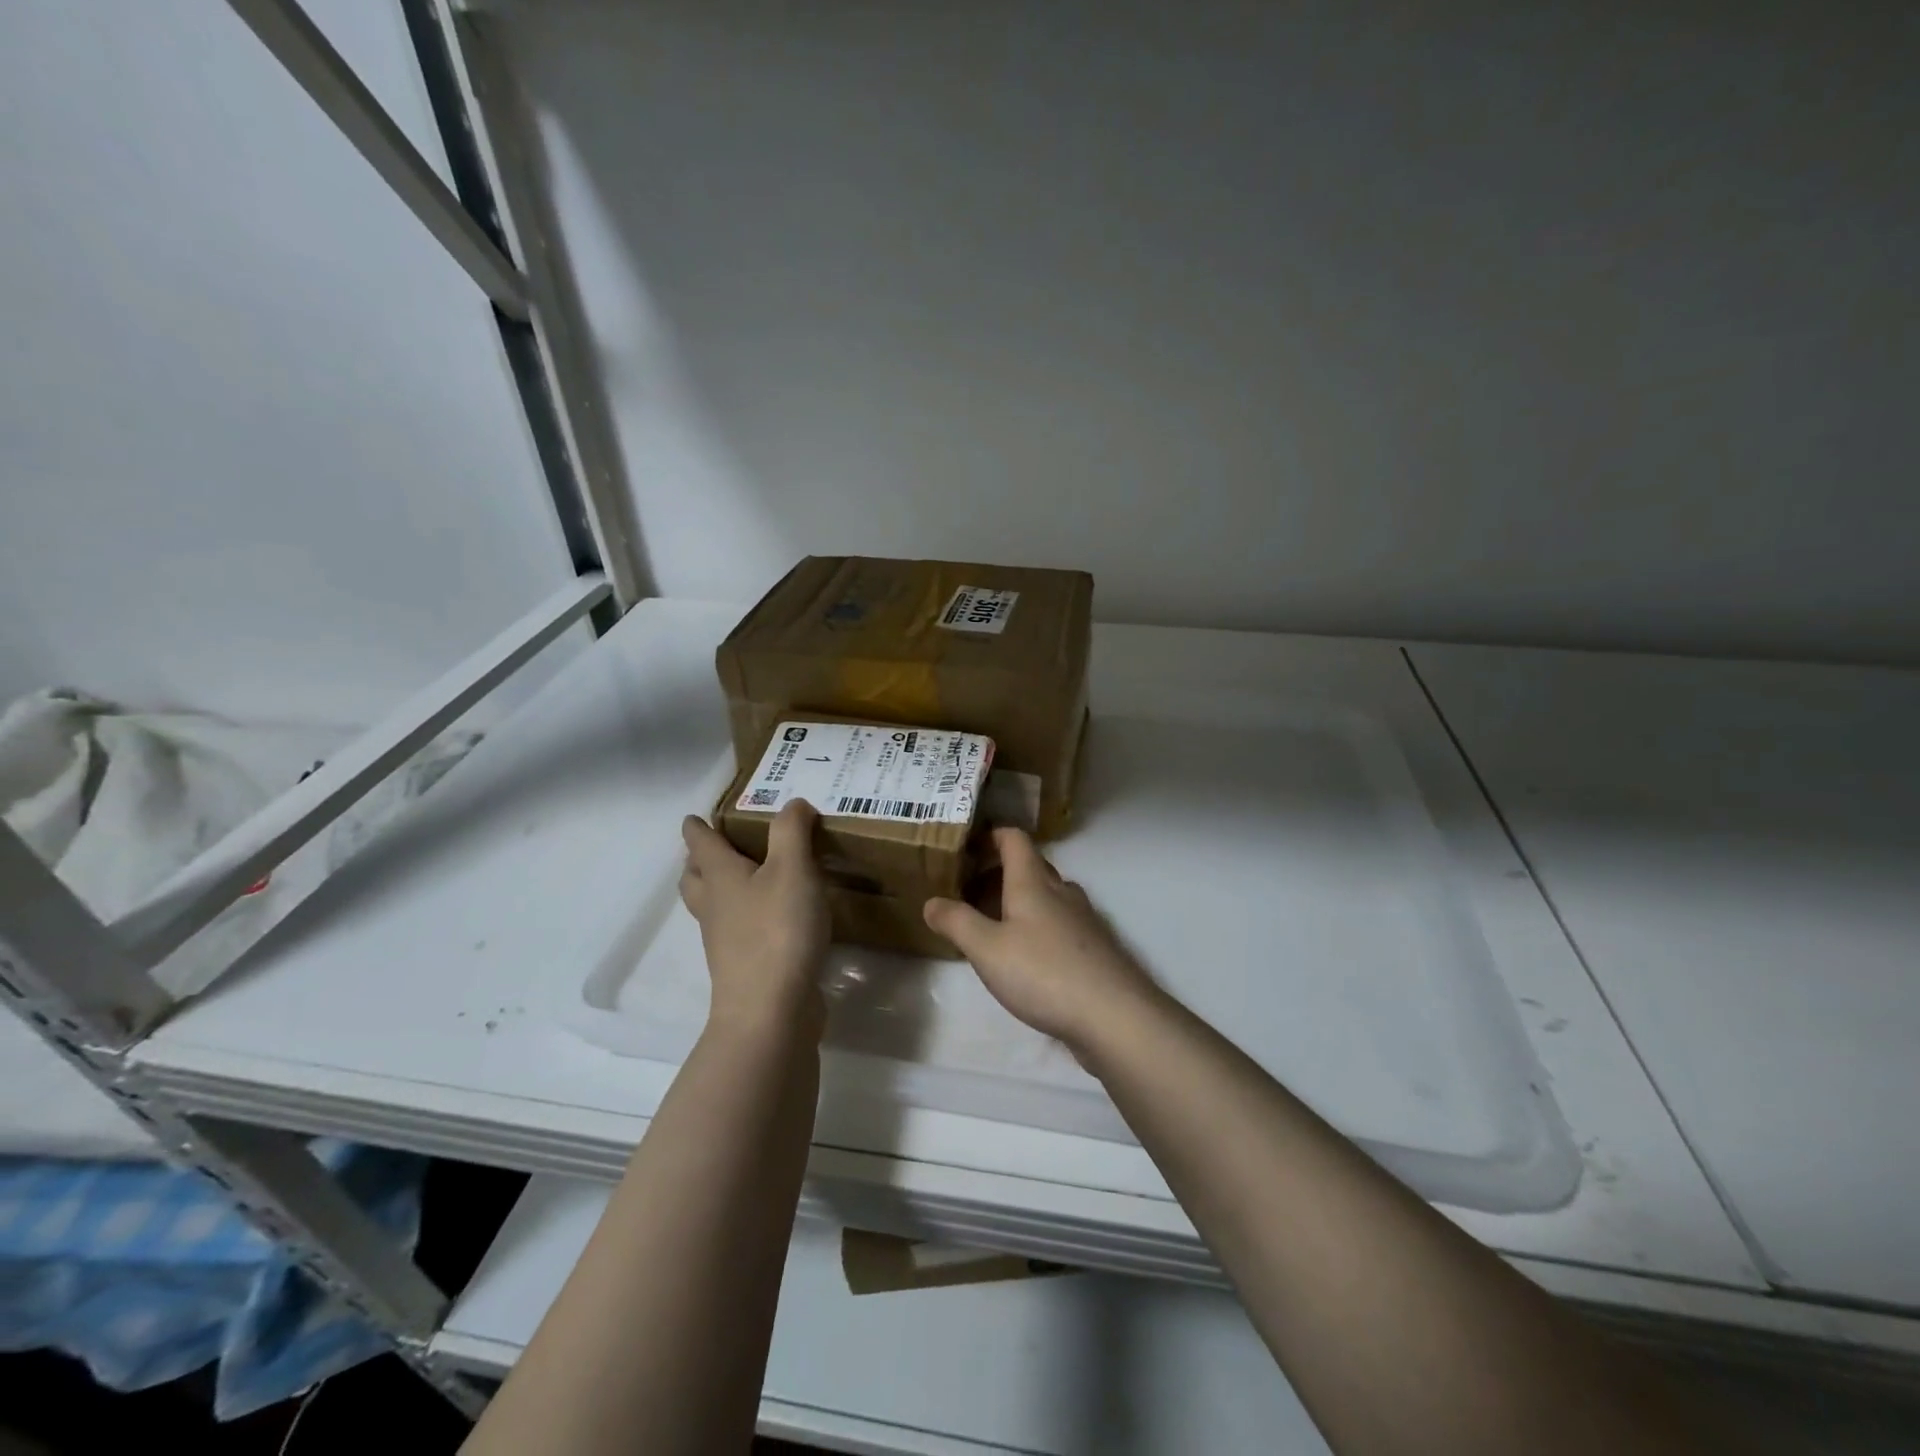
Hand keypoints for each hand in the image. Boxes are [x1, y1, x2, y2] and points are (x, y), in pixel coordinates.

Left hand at [679, 802, 830, 1039]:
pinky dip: (745, 918)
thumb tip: (793, 803)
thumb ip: (792, 831)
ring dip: (719, 890)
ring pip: (712, 907)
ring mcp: (725, 941)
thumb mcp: (793, 869)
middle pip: (695, 878)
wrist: (770, 1011)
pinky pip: (736, 932)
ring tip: (745, 878)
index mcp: (720, 877)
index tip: (694, 816)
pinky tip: (773, 917)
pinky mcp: (744, 967)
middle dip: (699, 861)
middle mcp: (715, 907)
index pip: (700, 843)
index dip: (697, 827)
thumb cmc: (778, 930)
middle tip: (715, 847)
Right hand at [923, 828, 1158, 1051]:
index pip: (1015, 839)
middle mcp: (1061, 891)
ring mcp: (1082, 919)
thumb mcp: (987, 949)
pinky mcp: (1093, 948)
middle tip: (967, 890)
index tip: (966, 846)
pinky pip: (1059, 923)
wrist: (1114, 1015)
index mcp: (1034, 882)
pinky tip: (1025, 956)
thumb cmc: (1043, 972)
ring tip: (991, 923)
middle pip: (1030, 866)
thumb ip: (957, 922)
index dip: (991, 835)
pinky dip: (1037, 926)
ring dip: (1018, 901)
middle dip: (999, 872)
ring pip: (1047, 896)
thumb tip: (931, 901)